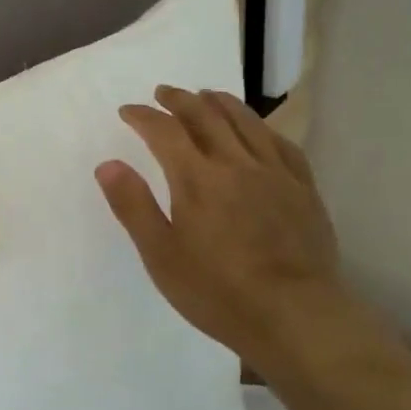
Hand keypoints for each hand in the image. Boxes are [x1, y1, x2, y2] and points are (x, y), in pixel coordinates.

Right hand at [95, 86, 342, 366]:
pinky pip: (281, 143)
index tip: (128, 111)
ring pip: (245, 121)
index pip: (164, 131)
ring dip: (220, 102)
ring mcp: (274, 173)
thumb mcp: (161, 256)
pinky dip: (262, 126)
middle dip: (180, 100)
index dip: (143, 116)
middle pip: (205, 115)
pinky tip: (258, 128)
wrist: (295, 316)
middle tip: (164, 93)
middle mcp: (236, 163)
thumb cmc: (218, 291)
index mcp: (197, 179)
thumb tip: (107, 164)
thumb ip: (133, 206)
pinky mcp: (303, 188)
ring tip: (206, 95)